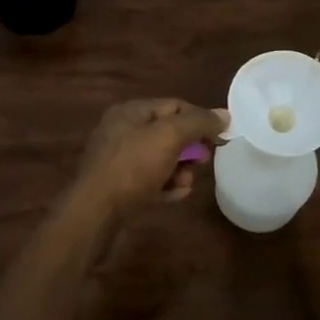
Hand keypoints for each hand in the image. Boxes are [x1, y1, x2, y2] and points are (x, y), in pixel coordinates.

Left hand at [74, 97, 228, 215]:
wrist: (95, 214)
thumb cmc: (132, 167)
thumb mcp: (169, 137)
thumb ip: (198, 123)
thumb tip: (224, 115)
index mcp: (131, 111)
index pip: (175, 105)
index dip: (199, 118)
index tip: (220, 137)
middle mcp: (122, 131)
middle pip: (167, 133)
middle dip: (189, 148)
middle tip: (202, 162)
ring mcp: (118, 160)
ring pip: (160, 158)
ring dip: (179, 169)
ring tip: (186, 183)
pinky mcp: (118, 187)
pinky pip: (149, 180)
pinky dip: (165, 185)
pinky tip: (175, 195)